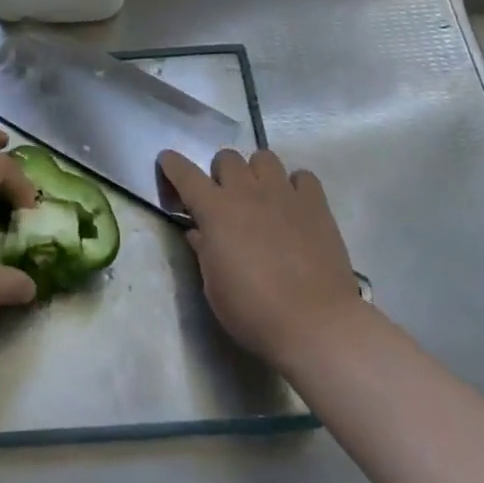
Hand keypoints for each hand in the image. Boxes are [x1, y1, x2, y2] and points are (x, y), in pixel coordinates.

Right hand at [159, 148, 363, 375]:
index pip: (185, 173)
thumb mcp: (213, 286)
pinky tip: (293, 206)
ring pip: (264, 157)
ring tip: (261, 196)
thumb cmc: (253, 311)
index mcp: (215, 210)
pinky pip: (303, 177)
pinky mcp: (316, 205)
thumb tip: (199, 231)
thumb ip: (204, 250)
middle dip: (220, 173)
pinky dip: (295, 185)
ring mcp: (284, 194)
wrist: (315, 324)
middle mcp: (247, 192)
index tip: (167, 161)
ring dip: (256, 172)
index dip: (172, 164)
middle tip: (224, 198)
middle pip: (227, 157)